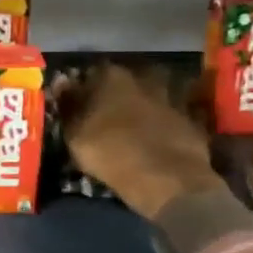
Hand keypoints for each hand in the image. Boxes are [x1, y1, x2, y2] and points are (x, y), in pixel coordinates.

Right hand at [57, 63, 225, 220]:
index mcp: (110, 76)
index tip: (78, 106)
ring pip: (149, 97)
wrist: (167, 178)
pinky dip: (162, 124)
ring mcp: (170, 96)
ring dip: (141, 107)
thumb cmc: (111, 153)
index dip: (82, 90)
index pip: (90, 74)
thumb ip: (68, 106)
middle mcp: (142, 77)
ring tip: (130, 128)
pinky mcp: (190, 118)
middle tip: (105, 117)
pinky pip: (169, 116)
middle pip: (123, 82)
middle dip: (114, 96)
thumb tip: (62, 83)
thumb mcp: (75, 134)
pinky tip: (154, 139)